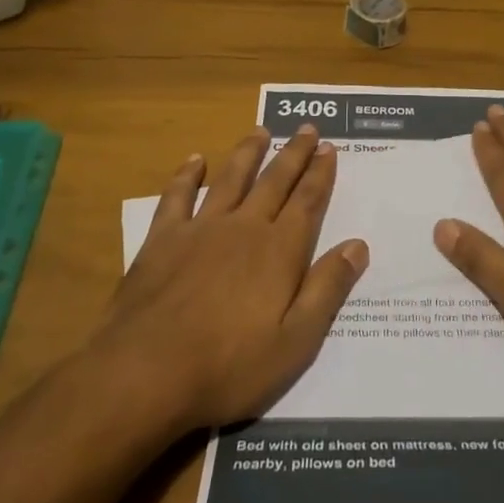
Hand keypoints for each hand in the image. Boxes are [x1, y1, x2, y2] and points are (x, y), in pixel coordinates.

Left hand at [88, 125, 368, 432]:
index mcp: (279, 251)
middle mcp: (244, 228)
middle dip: (293, 154)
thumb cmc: (229, 367)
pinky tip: (195, 160)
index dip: (320, 174)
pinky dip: (187, 175)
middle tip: (306, 129)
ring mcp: (200, 229)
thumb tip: (357, 245)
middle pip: (274, 181)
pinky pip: (178, 196)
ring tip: (260, 131)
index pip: (307, 202)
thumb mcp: (295, 342)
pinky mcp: (163, 239)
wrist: (145, 373)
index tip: (328, 148)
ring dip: (248, 153)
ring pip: (231, 179)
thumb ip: (327, 289)